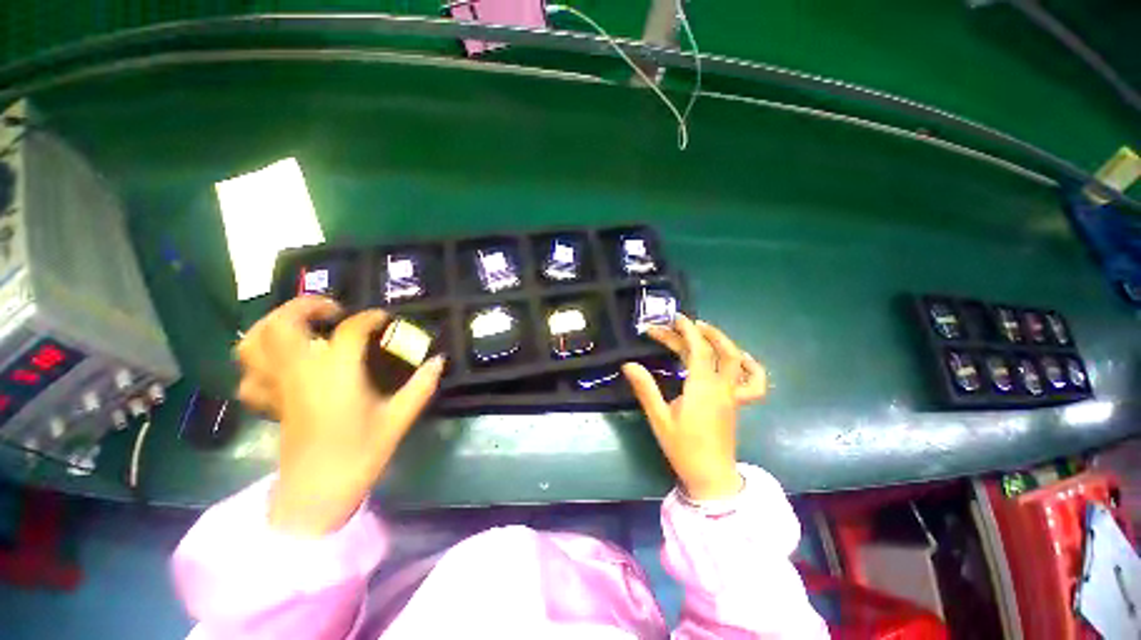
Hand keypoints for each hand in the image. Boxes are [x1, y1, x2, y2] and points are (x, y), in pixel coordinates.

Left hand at [235, 297, 445, 535]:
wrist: (317, 493)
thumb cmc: (361, 453)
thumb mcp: (399, 418)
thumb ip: (421, 385)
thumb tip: (439, 360)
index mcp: (336, 374)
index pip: (349, 330)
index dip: (371, 318)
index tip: (386, 319)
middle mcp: (299, 372)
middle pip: (284, 322)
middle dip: (307, 305)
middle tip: (334, 311)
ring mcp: (277, 386)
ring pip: (253, 341)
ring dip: (273, 323)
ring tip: (301, 325)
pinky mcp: (268, 402)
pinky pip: (248, 371)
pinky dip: (259, 357)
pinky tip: (281, 360)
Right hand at [622, 315, 765, 499]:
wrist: (710, 476)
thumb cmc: (683, 447)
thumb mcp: (659, 418)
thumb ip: (645, 389)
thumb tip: (628, 364)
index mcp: (702, 388)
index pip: (698, 349)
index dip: (685, 330)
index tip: (672, 319)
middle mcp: (721, 386)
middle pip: (714, 350)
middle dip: (695, 332)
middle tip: (676, 324)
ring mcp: (733, 395)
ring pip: (736, 360)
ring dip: (721, 340)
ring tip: (703, 329)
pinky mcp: (737, 403)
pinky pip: (754, 383)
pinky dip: (751, 367)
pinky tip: (740, 358)